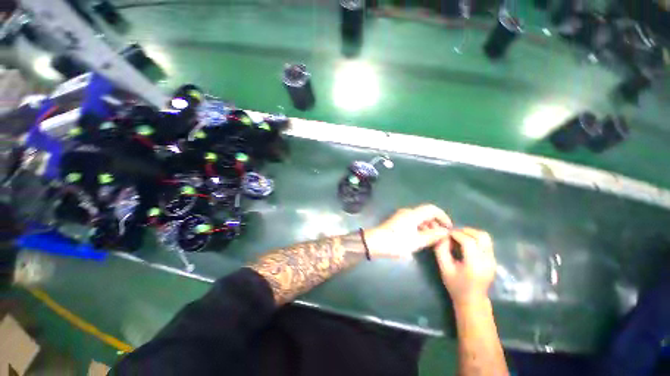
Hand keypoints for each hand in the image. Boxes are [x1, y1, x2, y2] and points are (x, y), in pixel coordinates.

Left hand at [364, 204, 451, 258]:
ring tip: (432, 239)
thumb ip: (432, 235)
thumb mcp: (416, 241)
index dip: (443, 216)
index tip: (449, 227)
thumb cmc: (396, 242)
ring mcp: (401, 216)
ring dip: (428, 226)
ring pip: (419, 218)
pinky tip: (421, 238)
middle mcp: (407, 212)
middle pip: (426, 213)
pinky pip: (413, 222)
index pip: (432, 209)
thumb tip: (445, 231)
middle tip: (441, 236)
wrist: (375, 243)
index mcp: (413, 214)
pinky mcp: (398, 221)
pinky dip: (420, 228)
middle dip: (436, 223)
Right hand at [434, 228, 496, 304]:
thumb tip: (443, 236)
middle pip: (481, 236)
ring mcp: (493, 260)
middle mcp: (487, 261)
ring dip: (471, 233)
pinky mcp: (493, 259)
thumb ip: (441, 250)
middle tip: (453, 234)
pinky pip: (486, 242)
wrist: (472, 300)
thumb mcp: (444, 268)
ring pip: (485, 237)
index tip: (447, 234)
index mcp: (474, 265)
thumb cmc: (456, 285)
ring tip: (459, 236)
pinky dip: (475, 238)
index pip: (468, 242)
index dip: (456, 234)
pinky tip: (465, 242)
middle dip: (465, 231)